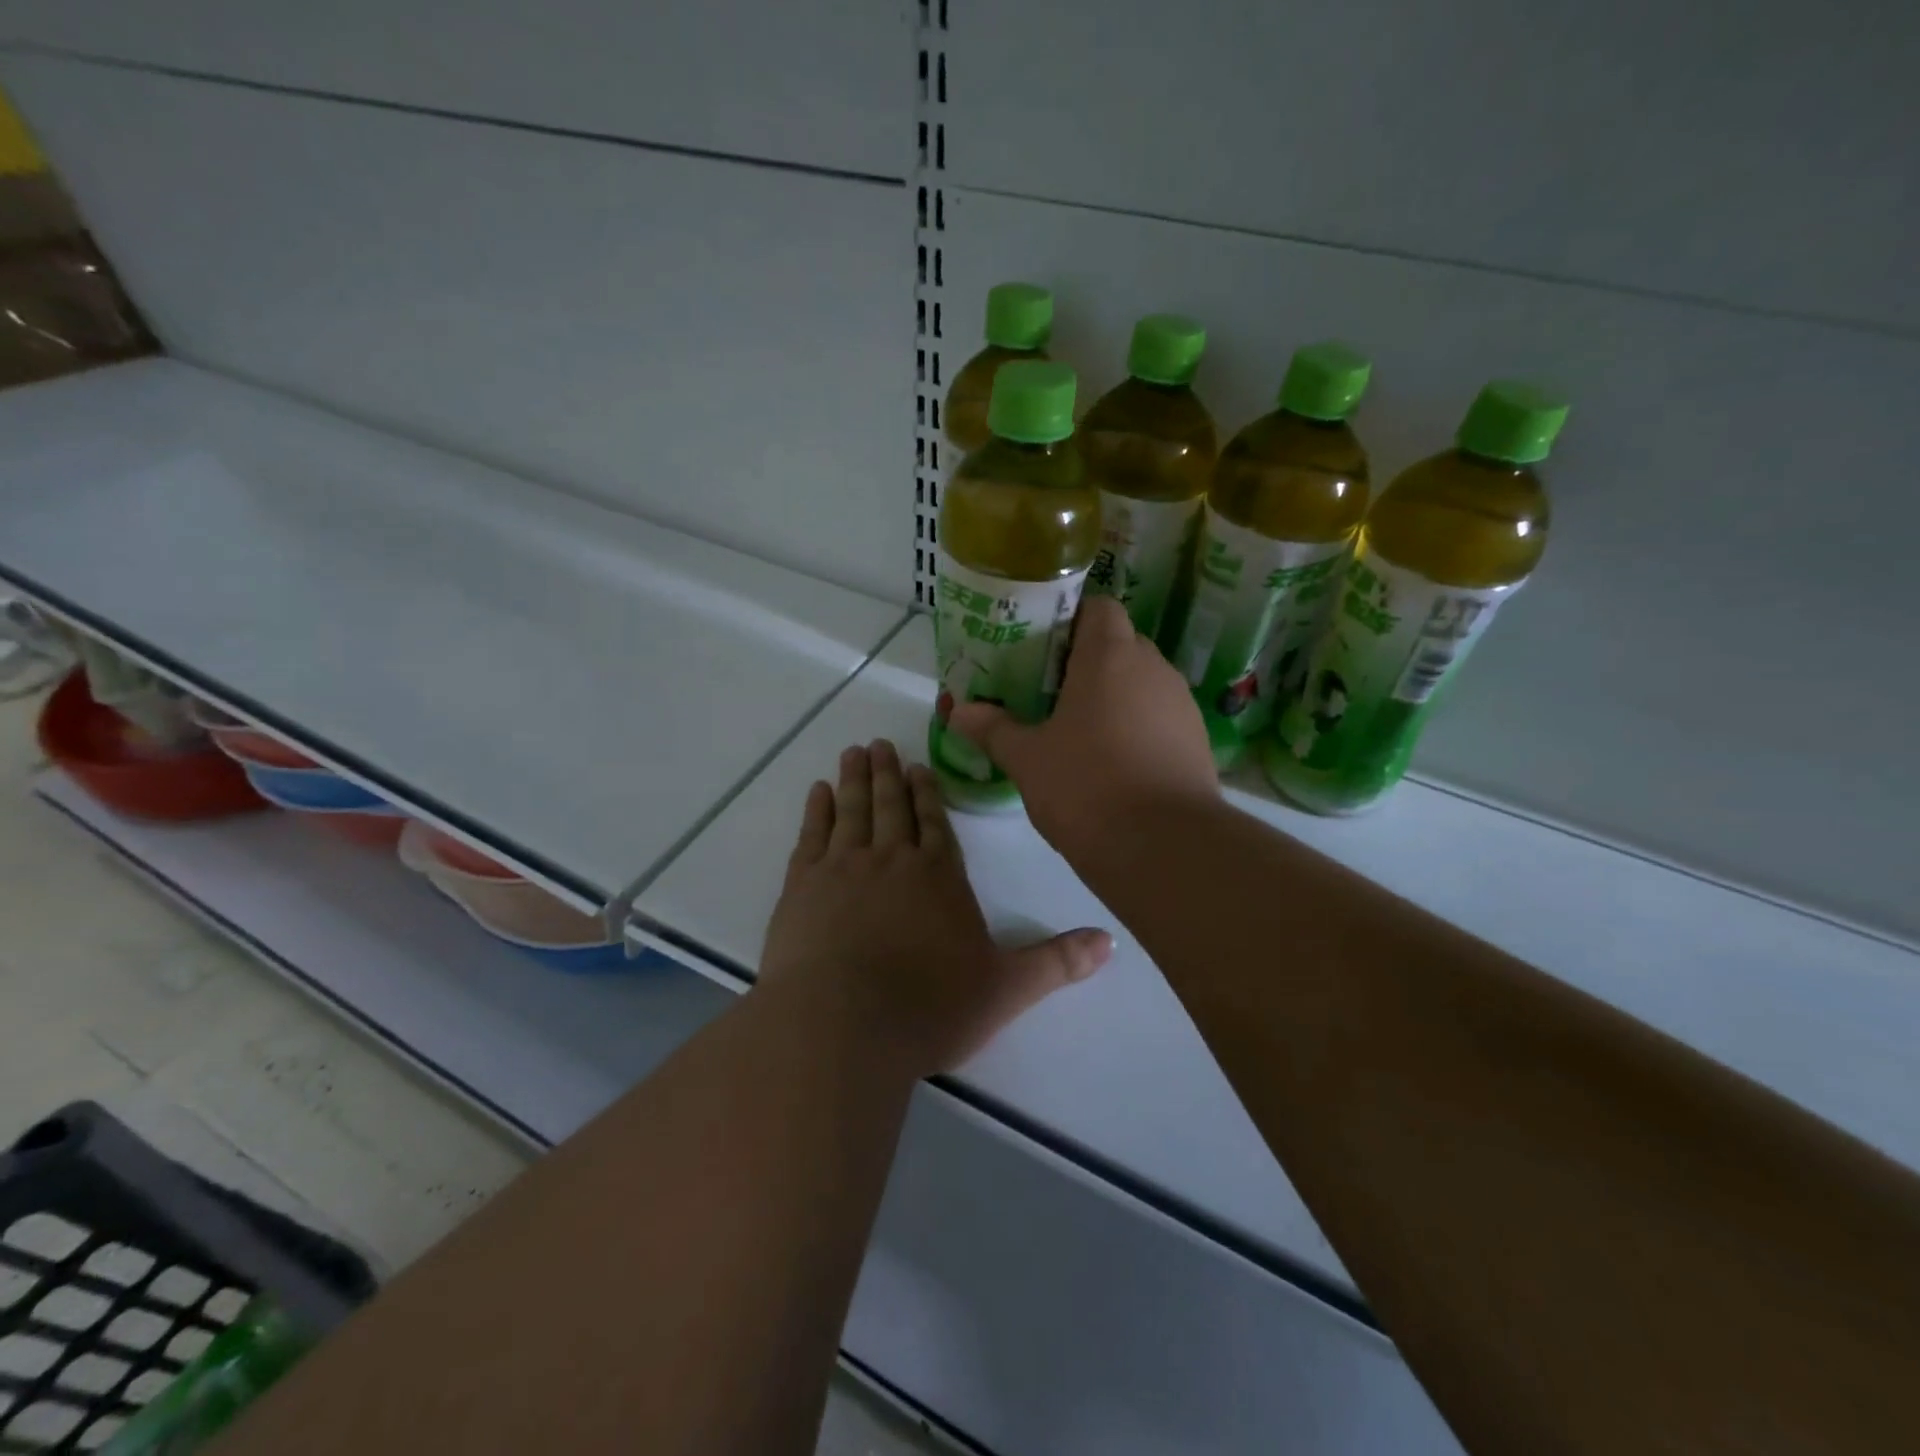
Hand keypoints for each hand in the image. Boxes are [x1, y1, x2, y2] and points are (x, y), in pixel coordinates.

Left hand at [760, 740, 1111, 1077]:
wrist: (841, 1026)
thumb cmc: (929, 1007)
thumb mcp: (1006, 988)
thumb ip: (1056, 962)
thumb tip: (1111, 942)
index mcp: (939, 875)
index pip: (936, 822)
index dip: (928, 793)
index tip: (917, 766)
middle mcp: (892, 859)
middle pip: (892, 806)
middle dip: (889, 774)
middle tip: (881, 743)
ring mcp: (843, 868)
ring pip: (853, 810)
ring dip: (855, 779)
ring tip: (855, 751)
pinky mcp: (802, 887)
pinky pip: (812, 835)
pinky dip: (816, 810)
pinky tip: (818, 792)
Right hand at [949, 596, 1217, 859]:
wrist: (1164, 847)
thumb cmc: (1086, 787)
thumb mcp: (1027, 759)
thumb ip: (993, 729)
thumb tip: (958, 711)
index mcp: (1110, 656)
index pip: (1099, 607)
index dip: (1071, 618)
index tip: (1043, 646)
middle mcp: (1153, 668)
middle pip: (1120, 644)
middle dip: (1087, 661)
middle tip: (1049, 690)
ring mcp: (1181, 704)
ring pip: (1142, 682)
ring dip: (1114, 695)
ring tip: (1079, 729)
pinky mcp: (1197, 741)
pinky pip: (1160, 717)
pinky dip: (1137, 726)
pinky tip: (1113, 762)